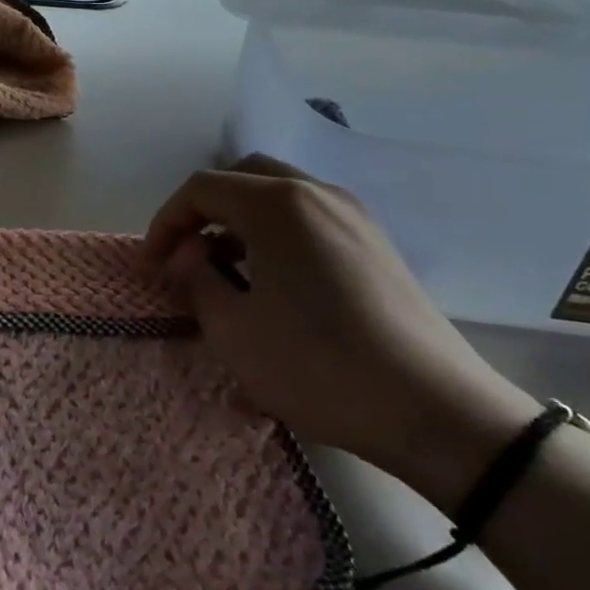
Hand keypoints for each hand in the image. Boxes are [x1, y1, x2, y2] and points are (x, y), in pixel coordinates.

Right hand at [143, 156, 535, 502]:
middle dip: (202, 211)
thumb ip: (195, 279)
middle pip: (241, 177)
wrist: (438, 412)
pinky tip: (271, 280)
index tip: (152, 266)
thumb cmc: (320, 367)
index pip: (201, 189)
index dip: (165, 222)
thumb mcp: (233, 331)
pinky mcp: (376, 243)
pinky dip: (274, 231)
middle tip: (184, 255)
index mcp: (277, 206)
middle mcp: (317, 194)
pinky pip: (309, 216)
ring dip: (238, 220)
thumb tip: (187, 255)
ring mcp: (353, 215)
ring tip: (223, 269)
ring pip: (277, 194)